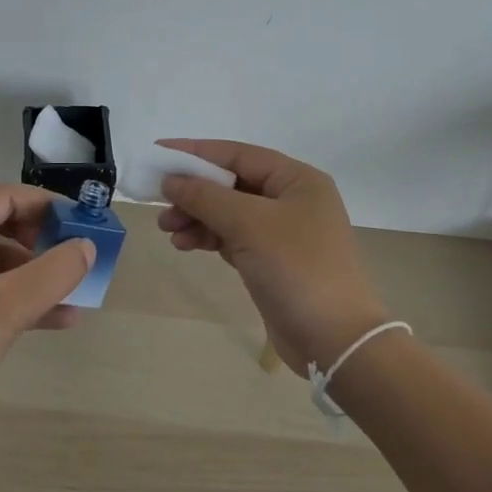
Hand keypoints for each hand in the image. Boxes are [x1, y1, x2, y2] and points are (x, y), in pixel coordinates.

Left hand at [0, 184, 93, 462]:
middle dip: (37, 232)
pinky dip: (13, 296)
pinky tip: (52, 320)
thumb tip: (86, 246)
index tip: (80, 221)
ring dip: (30, 269)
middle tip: (70, 249)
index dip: (42, 203)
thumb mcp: (5, 311)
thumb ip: (52, 274)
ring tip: (71, 290)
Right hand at [157, 140, 389, 375]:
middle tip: (159, 202)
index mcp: (297, 179)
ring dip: (196, 216)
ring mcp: (283, 232)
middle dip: (194, 191)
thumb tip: (171, 180)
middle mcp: (291, 199)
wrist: (334, 339)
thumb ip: (206, 197)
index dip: (196, 153)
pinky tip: (185, 244)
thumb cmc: (296, 268)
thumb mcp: (248, 224)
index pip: (238, 154)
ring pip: (228, 212)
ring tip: (167, 229)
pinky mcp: (272, 260)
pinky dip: (208, 237)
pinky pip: (232, 237)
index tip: (158, 154)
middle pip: (231, 184)